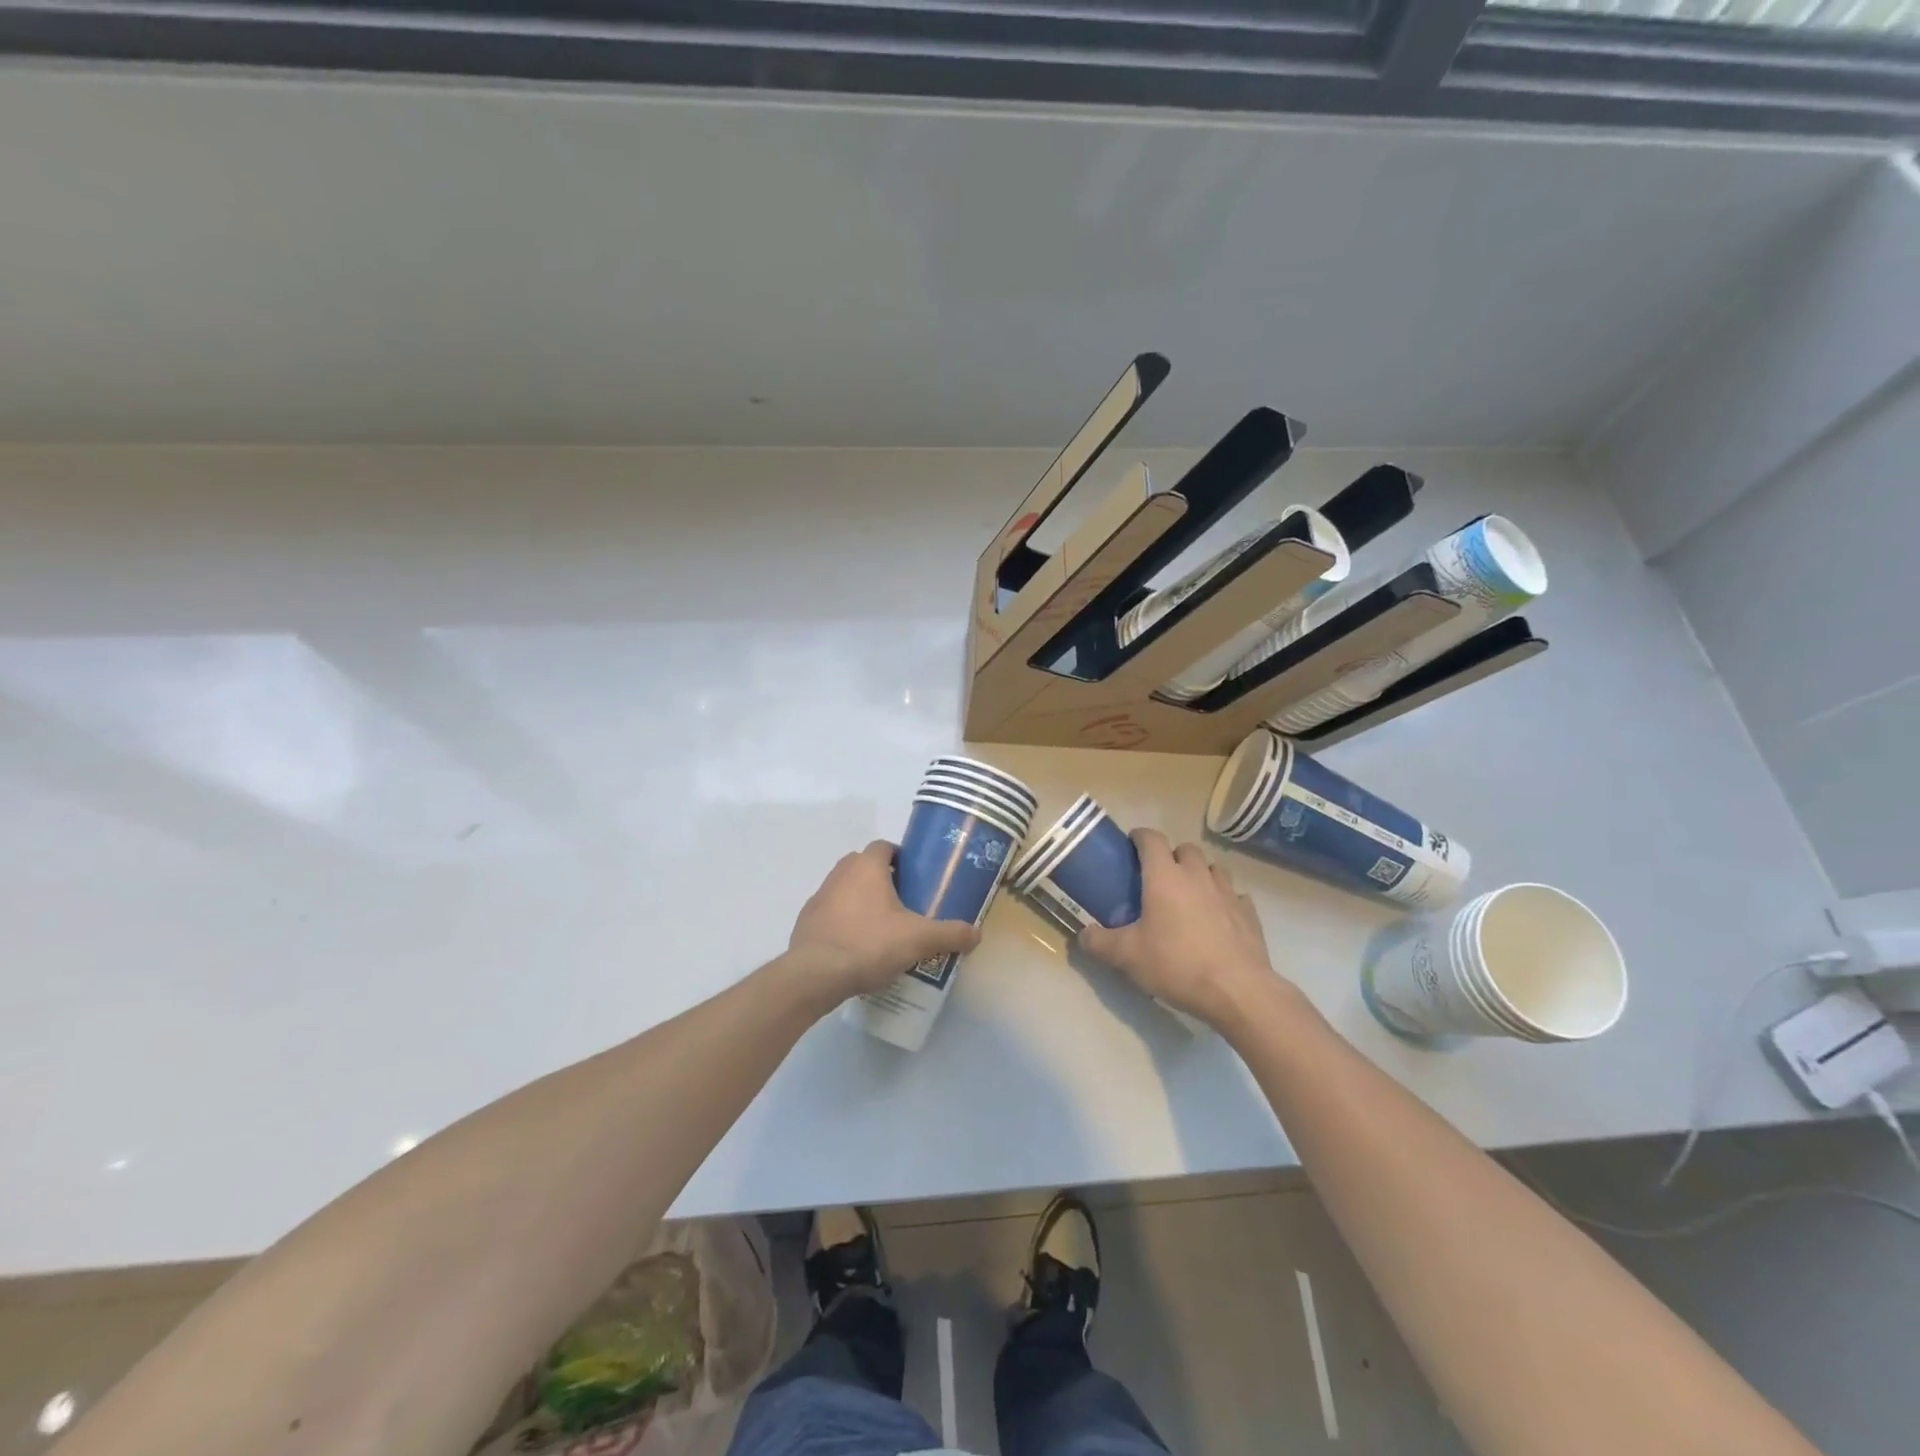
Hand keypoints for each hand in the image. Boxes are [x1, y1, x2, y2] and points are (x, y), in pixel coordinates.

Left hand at [787, 841, 980, 1004]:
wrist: (816, 974)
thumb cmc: (869, 944)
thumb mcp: (919, 939)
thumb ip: (950, 934)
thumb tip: (977, 934)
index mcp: (867, 866)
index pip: (885, 847)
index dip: (902, 858)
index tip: (916, 879)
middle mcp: (841, 872)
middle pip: (865, 866)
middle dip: (883, 880)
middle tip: (904, 904)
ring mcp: (820, 895)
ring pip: (847, 888)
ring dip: (862, 900)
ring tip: (883, 928)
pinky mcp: (807, 920)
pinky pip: (832, 912)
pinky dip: (844, 921)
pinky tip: (857, 946)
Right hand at [1079, 830, 1282, 1029]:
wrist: (1238, 991)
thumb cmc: (1177, 964)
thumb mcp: (1127, 957)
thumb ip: (1099, 943)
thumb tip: (1082, 935)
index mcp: (1164, 877)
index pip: (1151, 839)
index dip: (1140, 837)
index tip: (1131, 844)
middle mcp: (1197, 876)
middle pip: (1186, 848)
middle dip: (1171, 856)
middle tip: (1158, 877)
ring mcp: (1228, 893)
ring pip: (1214, 868)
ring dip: (1200, 873)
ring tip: (1190, 894)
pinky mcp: (1249, 913)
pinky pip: (1236, 895)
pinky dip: (1225, 899)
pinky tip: (1219, 917)